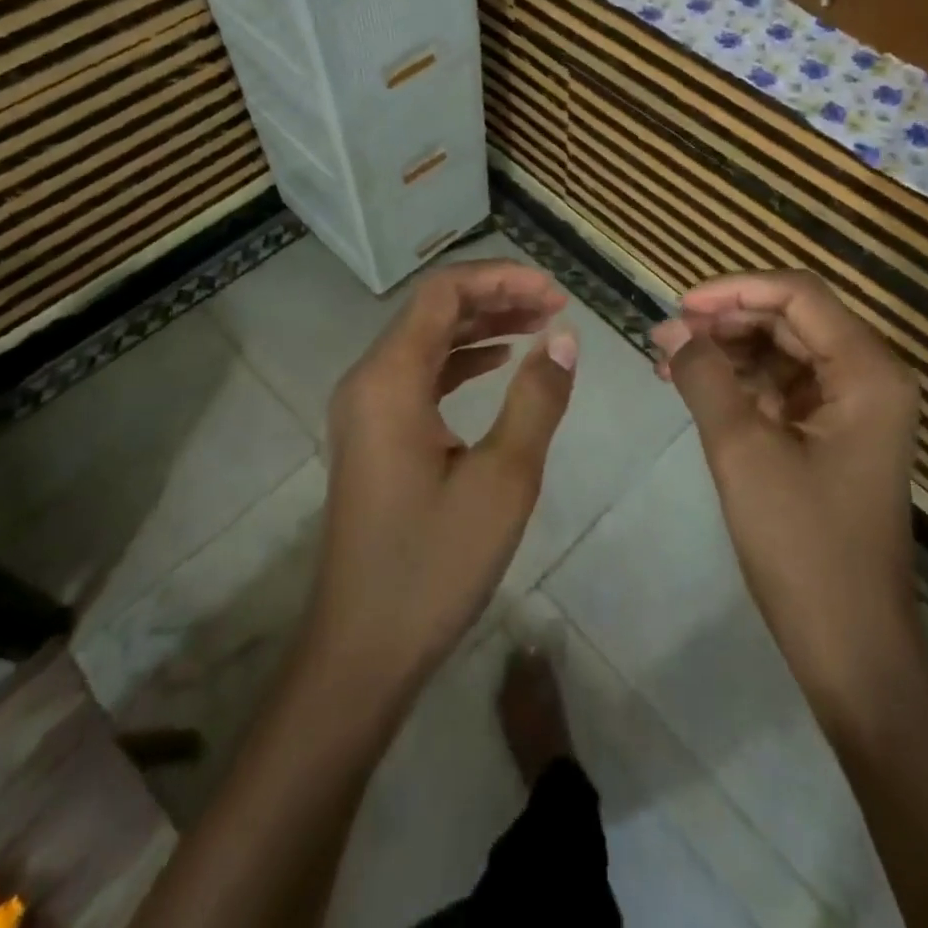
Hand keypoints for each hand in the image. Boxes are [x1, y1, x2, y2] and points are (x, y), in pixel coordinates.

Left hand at [305, 259, 577, 703]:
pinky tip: (501, 363)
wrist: (362, 649)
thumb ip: (536, 399)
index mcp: (390, 379)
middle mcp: (368, 380)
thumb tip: (564, 336)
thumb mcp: (503, 480)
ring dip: (482, 326)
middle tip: (557, 305)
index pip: (443, 293)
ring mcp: (365, 408)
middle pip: (432, 310)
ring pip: (426, 340)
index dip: (501, 279)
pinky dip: (462, 359)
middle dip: (496, 297)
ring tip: (540, 324)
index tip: (556, 291)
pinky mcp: (373, 433)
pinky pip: (419, 374)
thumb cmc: (433, 564)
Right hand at [652, 270, 920, 706]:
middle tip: (664, 338)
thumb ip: (706, 376)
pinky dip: (741, 382)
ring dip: (728, 351)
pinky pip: (784, 387)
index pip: (797, 294)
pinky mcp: (836, 435)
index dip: (733, 290)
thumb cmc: (802, 545)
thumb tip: (674, 330)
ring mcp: (855, 407)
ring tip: (668, 362)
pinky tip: (695, 388)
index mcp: (867, 371)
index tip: (677, 308)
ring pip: (783, 350)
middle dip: (725, 321)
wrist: (850, 645)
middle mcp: (870, 377)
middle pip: (791, 318)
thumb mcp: (742, 450)